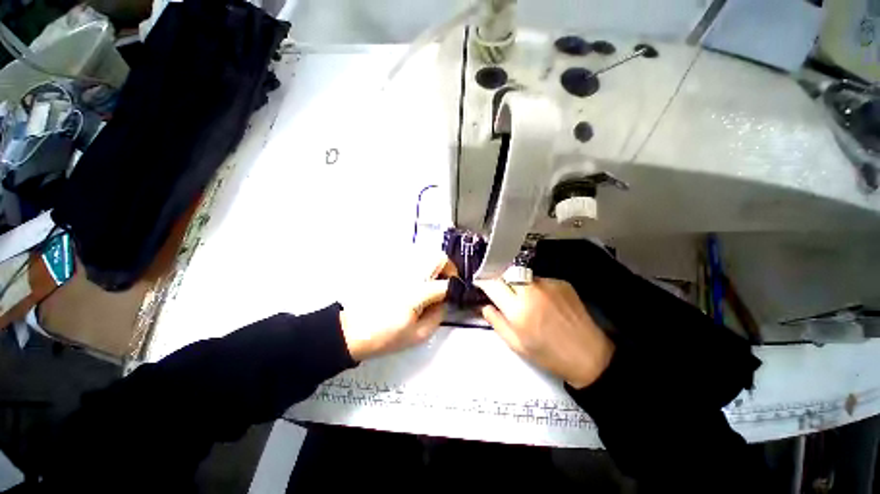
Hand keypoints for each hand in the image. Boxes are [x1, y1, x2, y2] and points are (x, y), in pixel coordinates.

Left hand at [340, 254, 454, 360]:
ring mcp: (400, 269)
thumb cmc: (385, 336)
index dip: (456, 289)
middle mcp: (411, 274)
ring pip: (426, 254)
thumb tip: (444, 301)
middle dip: (448, 269)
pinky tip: (418, 281)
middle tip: (446, 283)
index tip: (456, 294)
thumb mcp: (418, 335)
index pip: (446, 284)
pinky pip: (413, 260)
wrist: (352, 330)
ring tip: (433, 282)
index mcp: (418, 293)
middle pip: (438, 257)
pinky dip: (422, 266)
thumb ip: (438, 316)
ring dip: (435, 266)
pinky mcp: (391, 268)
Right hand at [476, 278, 613, 388]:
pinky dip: (537, 287)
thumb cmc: (550, 355)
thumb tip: (486, 306)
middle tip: (505, 294)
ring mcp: (548, 284)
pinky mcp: (561, 282)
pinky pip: (540, 279)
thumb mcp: (517, 345)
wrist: (589, 355)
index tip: (482, 283)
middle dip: (501, 280)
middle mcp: (532, 291)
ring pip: (522, 275)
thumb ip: (497, 322)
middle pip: (506, 273)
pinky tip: (545, 302)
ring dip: (519, 284)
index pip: (492, 283)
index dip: (484, 281)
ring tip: (529, 302)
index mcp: (518, 310)